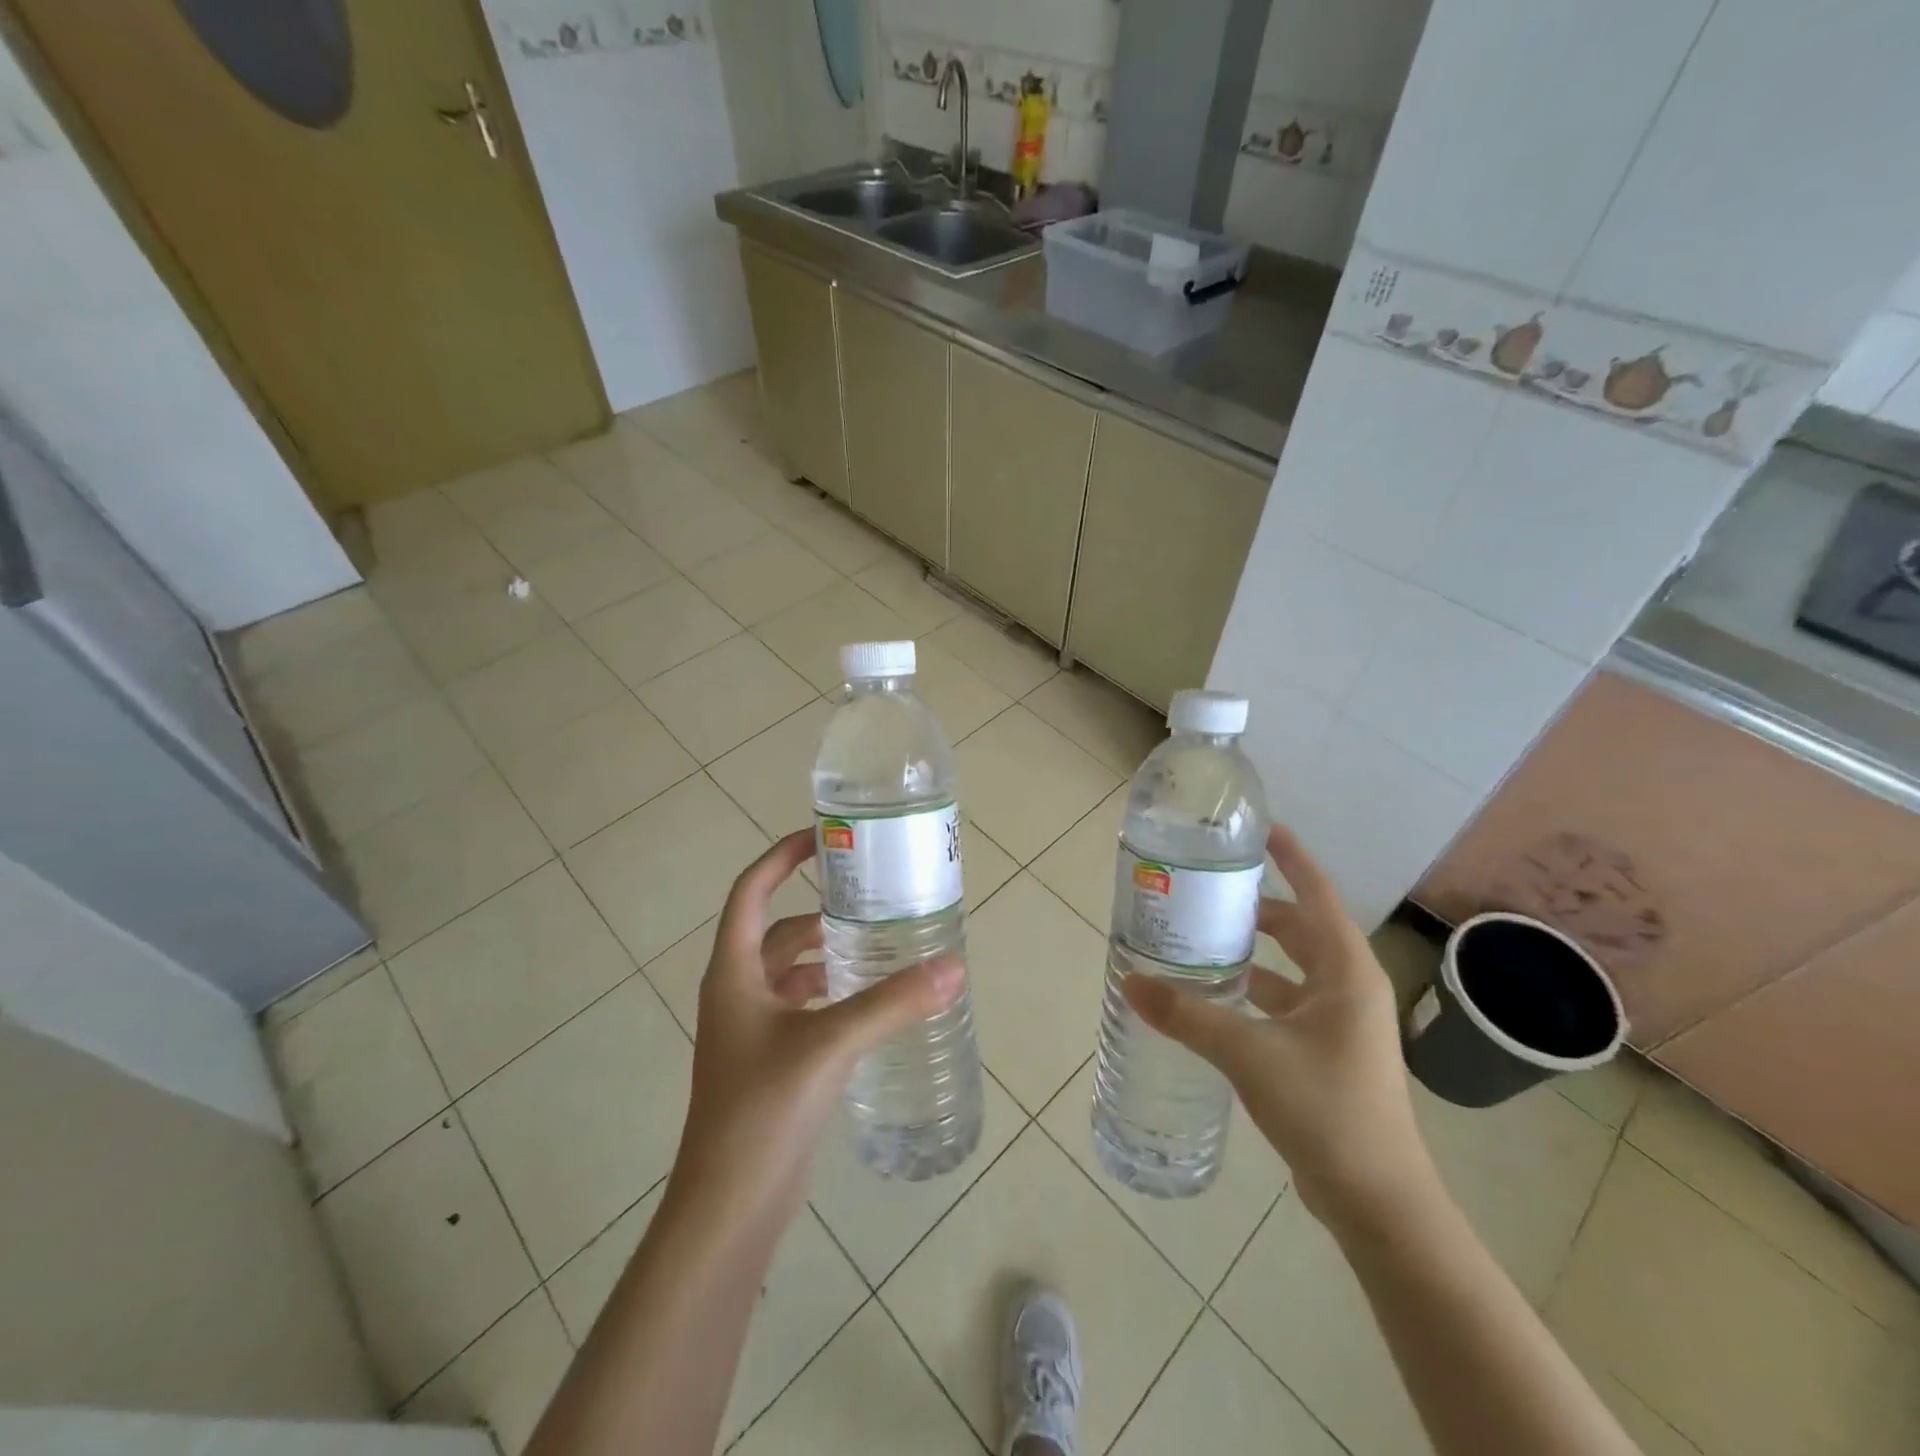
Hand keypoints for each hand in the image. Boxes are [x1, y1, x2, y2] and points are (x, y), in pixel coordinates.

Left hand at [668, 829, 963, 1232]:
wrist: (728, 1207)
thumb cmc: (762, 1111)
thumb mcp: (830, 1045)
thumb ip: (892, 1004)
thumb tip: (953, 968)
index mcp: (733, 972)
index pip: (751, 892)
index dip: (782, 858)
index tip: (824, 839)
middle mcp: (737, 992)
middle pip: (777, 931)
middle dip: (819, 911)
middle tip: (870, 898)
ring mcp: (751, 1030)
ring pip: (790, 971)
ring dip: (827, 954)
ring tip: (879, 945)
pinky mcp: (770, 1061)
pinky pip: (801, 1007)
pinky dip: (830, 993)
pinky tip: (868, 1002)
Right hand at [1124, 825, 1435, 1235]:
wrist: (1378, 1201)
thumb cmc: (1326, 1110)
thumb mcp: (1249, 1054)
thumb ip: (1188, 1015)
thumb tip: (1130, 983)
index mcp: (1345, 973)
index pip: (1318, 895)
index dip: (1292, 859)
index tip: (1261, 830)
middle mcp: (1348, 989)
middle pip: (1301, 929)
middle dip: (1259, 907)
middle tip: (1209, 889)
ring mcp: (1340, 1024)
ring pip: (1292, 969)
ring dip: (1255, 951)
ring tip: (1204, 937)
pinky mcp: (1327, 1053)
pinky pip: (1286, 1003)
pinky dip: (1255, 991)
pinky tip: (1217, 998)